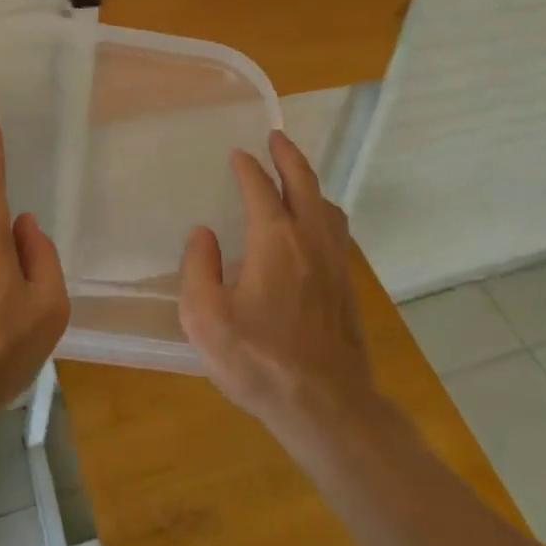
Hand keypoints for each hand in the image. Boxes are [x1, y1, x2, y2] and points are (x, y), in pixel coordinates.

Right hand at [179, 131, 376, 439]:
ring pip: (326, 206)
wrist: (328, 408)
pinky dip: (323, 212)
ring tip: (297, 177)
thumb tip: (203, 234)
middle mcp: (310, 240)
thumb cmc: (260, 361)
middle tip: (277, 137)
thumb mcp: (206, 318)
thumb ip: (198, 268)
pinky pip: (337, 231)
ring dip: (310, 183)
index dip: (247, 168)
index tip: (237, 155)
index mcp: (275, 240)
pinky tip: (316, 227)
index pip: (260, 188)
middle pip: (303, 183)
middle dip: (288, 156)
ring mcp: (335, 263)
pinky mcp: (347, 287)